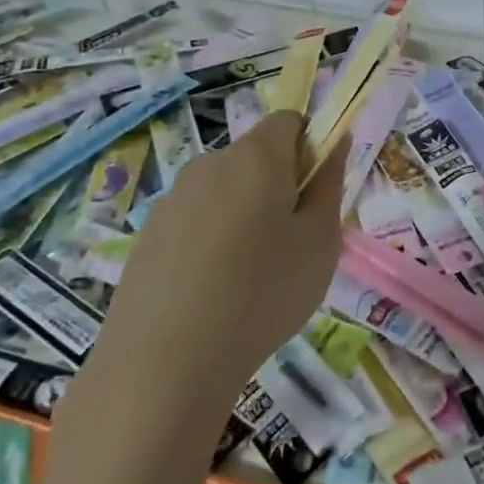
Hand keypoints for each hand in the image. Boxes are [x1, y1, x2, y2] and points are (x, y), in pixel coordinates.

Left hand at [96, 113, 348, 416]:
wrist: (164, 363)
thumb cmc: (264, 293)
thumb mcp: (320, 240)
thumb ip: (330, 183)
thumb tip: (335, 142)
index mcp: (256, 156)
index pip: (289, 120)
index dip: (310, 147)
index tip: (316, 194)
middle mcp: (209, 164)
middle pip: (255, 157)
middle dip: (279, 185)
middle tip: (293, 241)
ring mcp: (172, 200)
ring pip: (224, 192)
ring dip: (245, 215)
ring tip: (252, 276)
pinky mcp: (147, 236)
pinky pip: (195, 222)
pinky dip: (212, 242)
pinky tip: (214, 292)